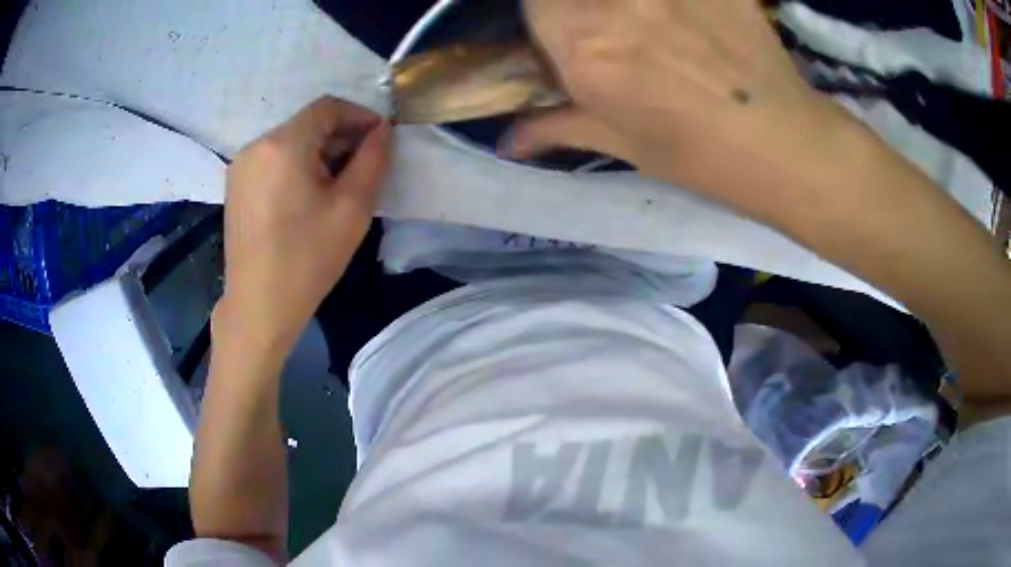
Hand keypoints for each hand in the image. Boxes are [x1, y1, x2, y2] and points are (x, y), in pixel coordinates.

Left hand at [216, 97, 391, 356]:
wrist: (259, 306)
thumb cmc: (307, 259)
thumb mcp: (353, 208)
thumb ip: (374, 159)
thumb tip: (383, 131)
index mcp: (282, 144)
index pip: (328, 107)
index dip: (359, 116)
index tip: (380, 140)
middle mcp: (255, 146)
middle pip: (307, 124)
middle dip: (340, 138)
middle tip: (362, 168)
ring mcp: (240, 167)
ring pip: (289, 142)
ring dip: (318, 153)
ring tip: (336, 187)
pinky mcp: (235, 187)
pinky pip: (272, 161)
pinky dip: (295, 167)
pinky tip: (306, 198)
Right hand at [513, 0, 862, 228]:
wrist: (782, 143)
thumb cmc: (698, 153)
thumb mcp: (621, 141)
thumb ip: (556, 125)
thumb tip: (508, 139)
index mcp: (583, 45)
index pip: (532, 2)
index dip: (547, 13)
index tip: (563, 27)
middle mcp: (615, 2)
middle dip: (580, 8)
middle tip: (610, 26)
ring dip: (628, 6)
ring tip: (651, 24)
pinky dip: (674, 2)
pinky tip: (685, 17)